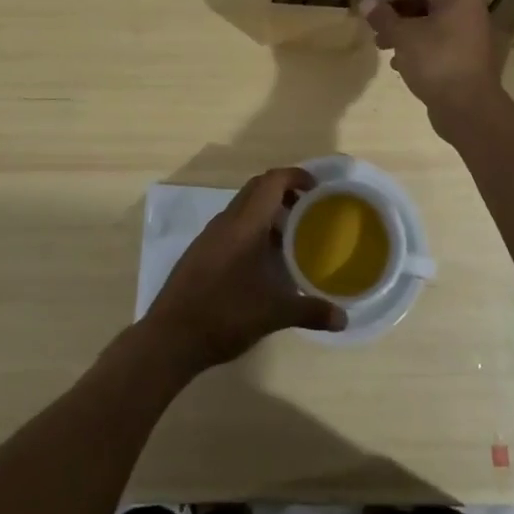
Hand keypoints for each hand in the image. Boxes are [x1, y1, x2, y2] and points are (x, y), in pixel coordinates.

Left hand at [143, 166, 345, 375]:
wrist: (170, 337)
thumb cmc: (225, 314)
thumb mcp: (273, 314)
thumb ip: (310, 312)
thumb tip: (343, 318)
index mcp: (245, 224)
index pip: (272, 181)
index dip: (295, 176)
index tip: (317, 188)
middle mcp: (226, 222)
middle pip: (256, 189)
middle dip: (283, 191)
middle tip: (308, 209)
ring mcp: (210, 236)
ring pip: (243, 208)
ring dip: (267, 212)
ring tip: (290, 237)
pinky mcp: (201, 252)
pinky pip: (232, 226)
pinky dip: (252, 230)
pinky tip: (262, 261)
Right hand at [361, 0, 504, 125]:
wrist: (468, 109)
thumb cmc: (435, 62)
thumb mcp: (403, 37)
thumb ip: (383, 17)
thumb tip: (365, 1)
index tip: (373, 9)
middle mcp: (469, 11)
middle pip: (425, 3)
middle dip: (397, 15)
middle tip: (376, 29)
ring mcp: (471, 35)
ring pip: (431, 25)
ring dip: (405, 33)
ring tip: (383, 47)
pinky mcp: (468, 58)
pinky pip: (439, 44)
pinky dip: (419, 48)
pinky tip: (400, 64)